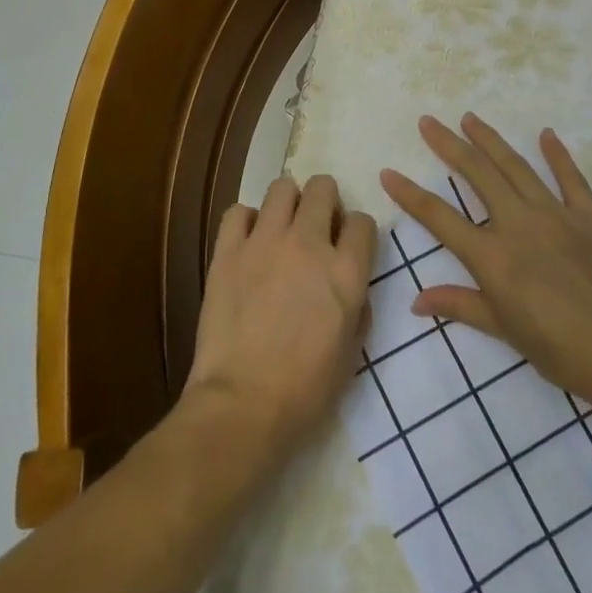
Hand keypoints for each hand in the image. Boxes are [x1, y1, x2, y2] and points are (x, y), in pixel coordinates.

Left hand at [183, 174, 377, 460]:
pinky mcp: (228, 251)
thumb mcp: (352, 353)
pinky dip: (246, 221)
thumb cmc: (306, 390)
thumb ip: (357, 307)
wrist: (243, 404)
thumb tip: (349, 287)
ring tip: (282, 227)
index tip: (348, 246)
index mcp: (345, 272)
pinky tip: (248, 242)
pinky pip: (238, 212)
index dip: (357, 232)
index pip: (362, 222)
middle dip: (325, 201)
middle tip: (316, 226)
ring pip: (282, 188)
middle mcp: (308, 244)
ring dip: (288, 203)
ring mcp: (265, 242)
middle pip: (323, 188)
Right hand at [380, 113, 591, 415]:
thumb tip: (416, 301)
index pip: (440, 217)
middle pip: (477, 175)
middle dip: (449, 145)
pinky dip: (557, 155)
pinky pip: (571, 179)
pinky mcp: (590, 218)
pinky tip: (546, 135)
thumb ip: (460, 306)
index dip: (410, 194)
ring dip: (490, 140)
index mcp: (493, 257)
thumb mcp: (505, 332)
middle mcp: (519, 224)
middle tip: (429, 122)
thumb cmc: (562, 352)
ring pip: (516, 167)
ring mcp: (557, 215)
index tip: (389, 171)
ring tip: (470, 118)